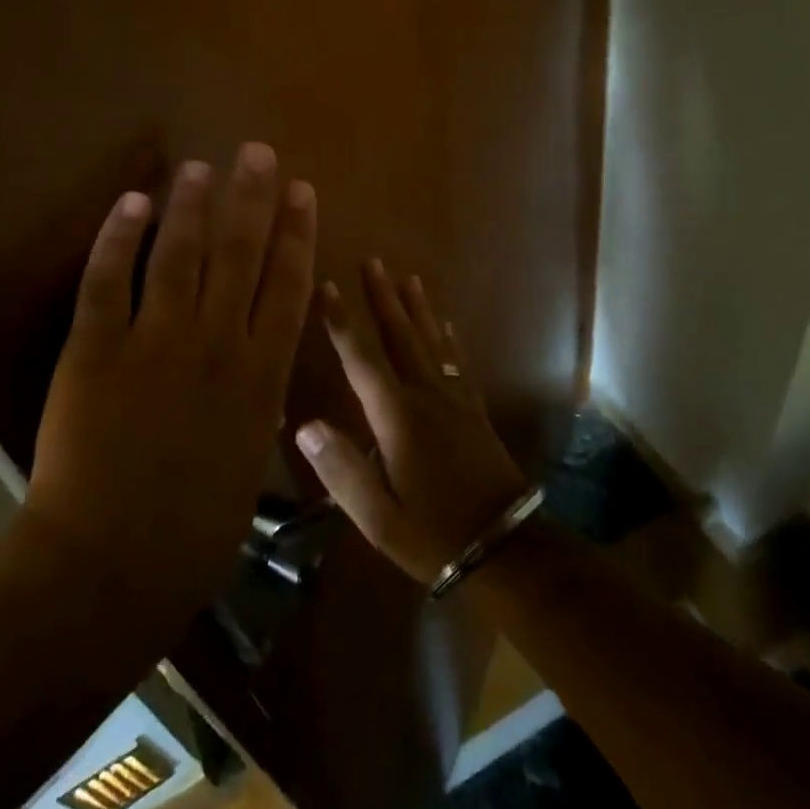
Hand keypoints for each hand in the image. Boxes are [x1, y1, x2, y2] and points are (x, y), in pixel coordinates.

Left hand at [15, 143, 316, 627]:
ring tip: (201, 167)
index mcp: (261, 375)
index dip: (297, 232)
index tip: (301, 191)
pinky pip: (109, 280)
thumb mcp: (250, 458)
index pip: (288, 284)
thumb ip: (257, 399)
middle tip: (256, 153)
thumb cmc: (194, 530)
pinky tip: (133, 202)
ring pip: (179, 254)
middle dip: (251, 198)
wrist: (110, 566)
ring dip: (191, 205)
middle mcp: (217, 344)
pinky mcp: (96, 349)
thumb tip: (259, 360)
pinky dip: (120, 237)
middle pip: (240, 254)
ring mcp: (155, 342)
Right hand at [295, 259, 529, 585]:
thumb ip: (340, 469)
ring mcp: (454, 399)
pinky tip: (446, 324)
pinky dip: (448, 338)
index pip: (361, 360)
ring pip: (431, 341)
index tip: (327, 287)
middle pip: (401, 335)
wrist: (504, 547)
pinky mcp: (473, 410)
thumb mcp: (377, 515)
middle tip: (373, 261)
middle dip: (383, 298)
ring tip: (408, 277)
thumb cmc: (432, 533)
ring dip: (417, 307)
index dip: (341, 323)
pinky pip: (457, 362)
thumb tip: (305, 424)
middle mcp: (425, 396)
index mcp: (397, 417)